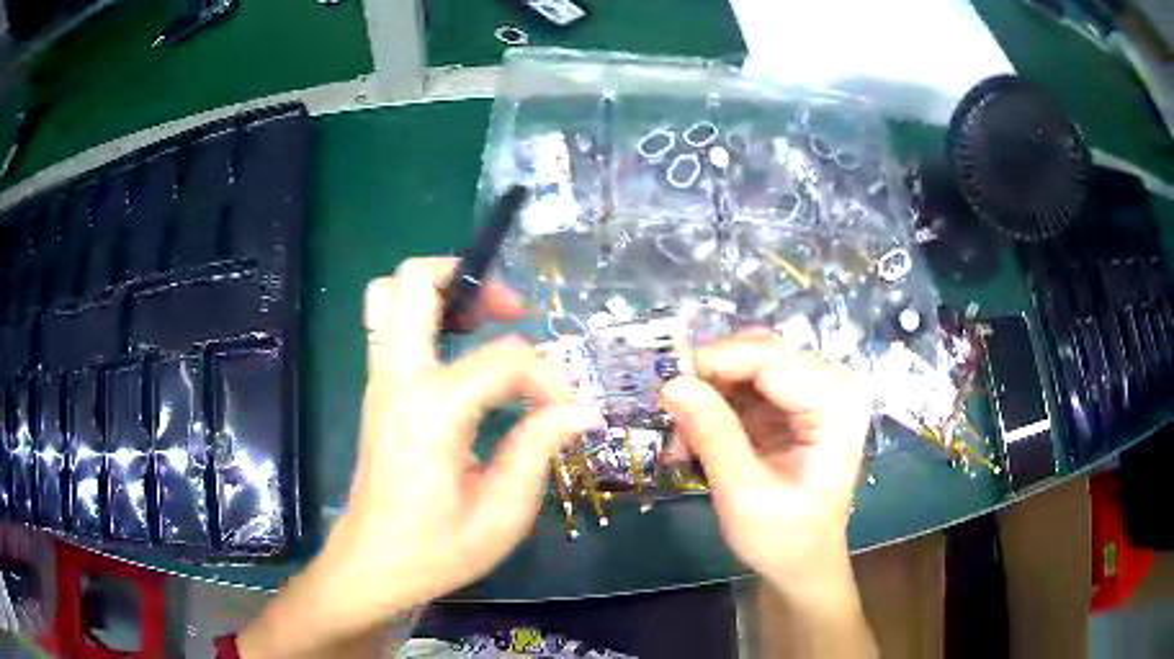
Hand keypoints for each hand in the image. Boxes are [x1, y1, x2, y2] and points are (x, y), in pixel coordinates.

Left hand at [240, 258, 601, 656]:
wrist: (373, 566)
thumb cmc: (437, 549)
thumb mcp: (502, 513)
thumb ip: (539, 449)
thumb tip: (582, 410)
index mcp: (433, 411)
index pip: (504, 360)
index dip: (548, 377)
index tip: (568, 411)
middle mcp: (398, 379)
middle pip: (413, 281)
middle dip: (469, 280)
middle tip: (510, 312)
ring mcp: (379, 381)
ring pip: (388, 294)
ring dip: (438, 292)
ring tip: (480, 323)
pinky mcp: (376, 391)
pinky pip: (388, 325)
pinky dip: (423, 316)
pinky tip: (457, 353)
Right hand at [661, 332, 870, 599]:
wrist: (803, 565)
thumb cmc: (783, 538)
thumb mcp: (743, 492)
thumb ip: (712, 434)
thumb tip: (671, 383)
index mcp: (836, 405)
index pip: (771, 359)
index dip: (716, 364)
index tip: (667, 388)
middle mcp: (832, 386)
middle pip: (762, 353)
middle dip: (712, 379)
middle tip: (672, 414)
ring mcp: (816, 393)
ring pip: (750, 364)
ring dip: (711, 394)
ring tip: (683, 438)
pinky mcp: (797, 405)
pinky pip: (749, 385)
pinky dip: (718, 406)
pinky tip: (697, 438)